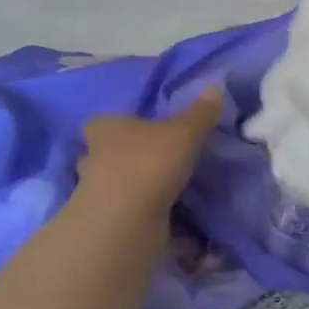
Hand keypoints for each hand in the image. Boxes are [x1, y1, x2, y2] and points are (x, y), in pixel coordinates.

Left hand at [73, 85, 223, 217]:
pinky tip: (164, 217)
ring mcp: (95, 193)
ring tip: (161, 189)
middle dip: (123, 156)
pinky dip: (141, 214)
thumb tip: (215, 86)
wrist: (125, 219)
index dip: (117, 125)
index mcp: (105, 130)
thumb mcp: (184, 132)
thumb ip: (200, 113)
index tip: (137, 129)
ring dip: (132, 187)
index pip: (100, 122)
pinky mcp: (106, 222)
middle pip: (102, 154)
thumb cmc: (149, 162)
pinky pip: (125, 212)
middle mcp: (93, 158)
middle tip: (153, 158)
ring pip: (113, 184)